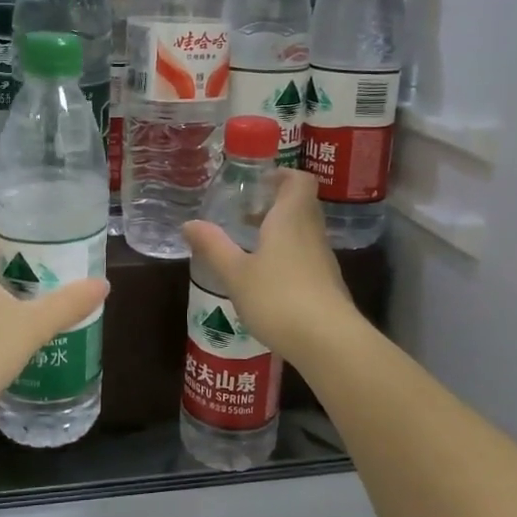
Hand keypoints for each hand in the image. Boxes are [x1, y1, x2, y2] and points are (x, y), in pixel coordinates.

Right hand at [182, 171, 358, 359]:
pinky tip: (267, 278)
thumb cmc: (277, 297)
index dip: (282, 175)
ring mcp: (323, 259)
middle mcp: (311, 232)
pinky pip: (307, 257)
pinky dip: (288, 257)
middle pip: (301, 205)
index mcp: (291, 218)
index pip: (299, 180)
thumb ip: (213, 246)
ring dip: (281, 232)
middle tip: (247, 214)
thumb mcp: (235, 273)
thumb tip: (188, 223)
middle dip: (276, 205)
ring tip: (252, 245)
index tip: (260, 182)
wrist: (327, 341)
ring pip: (304, 232)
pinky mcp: (327, 284)